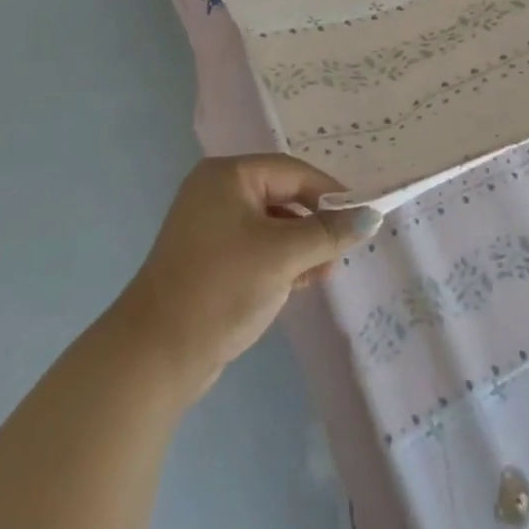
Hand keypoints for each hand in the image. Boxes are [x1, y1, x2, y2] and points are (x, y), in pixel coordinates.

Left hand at [115, 156, 381, 399]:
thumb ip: (329, 233)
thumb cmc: (222, 288)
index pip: (292, 172)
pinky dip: (280, 260)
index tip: (362, 218)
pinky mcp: (209, 258)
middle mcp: (216, 191)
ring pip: (271, 224)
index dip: (330, 193)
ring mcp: (209, 225)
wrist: (155, 355)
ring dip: (300, 246)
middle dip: (315, 224)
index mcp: (228, 175)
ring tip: (323, 274)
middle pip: (282, 196)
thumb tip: (372, 217)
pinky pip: (256, 246)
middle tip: (341, 253)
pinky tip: (300, 284)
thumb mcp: (282, 256)